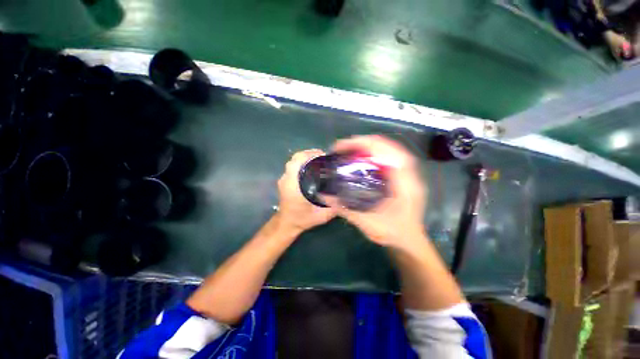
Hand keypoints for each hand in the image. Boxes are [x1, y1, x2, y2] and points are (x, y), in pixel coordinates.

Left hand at [277, 149, 336, 231]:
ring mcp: (284, 180)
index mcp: (292, 186)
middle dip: (309, 154)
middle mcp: (286, 180)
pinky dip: (302, 163)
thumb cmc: (302, 220)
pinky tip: (313, 168)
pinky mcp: (285, 181)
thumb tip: (346, 197)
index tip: (323, 155)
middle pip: (295, 159)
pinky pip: (293, 167)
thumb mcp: (321, 216)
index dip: (308, 154)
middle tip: (324, 157)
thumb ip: (333, 207)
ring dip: (306, 158)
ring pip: (293, 162)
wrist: (287, 224)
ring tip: (320, 161)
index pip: (296, 162)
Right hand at [326, 135, 427, 249]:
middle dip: (366, 142)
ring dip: (372, 146)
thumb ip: (346, 210)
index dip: (369, 144)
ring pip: (391, 150)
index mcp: (405, 185)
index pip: (389, 153)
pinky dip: (376, 153)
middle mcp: (410, 175)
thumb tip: (324, 197)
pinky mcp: (404, 177)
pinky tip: (364, 158)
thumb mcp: (369, 225)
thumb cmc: (393, 234)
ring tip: (352, 148)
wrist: (410, 242)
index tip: (348, 145)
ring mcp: (408, 175)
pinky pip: (390, 157)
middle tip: (346, 146)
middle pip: (390, 147)